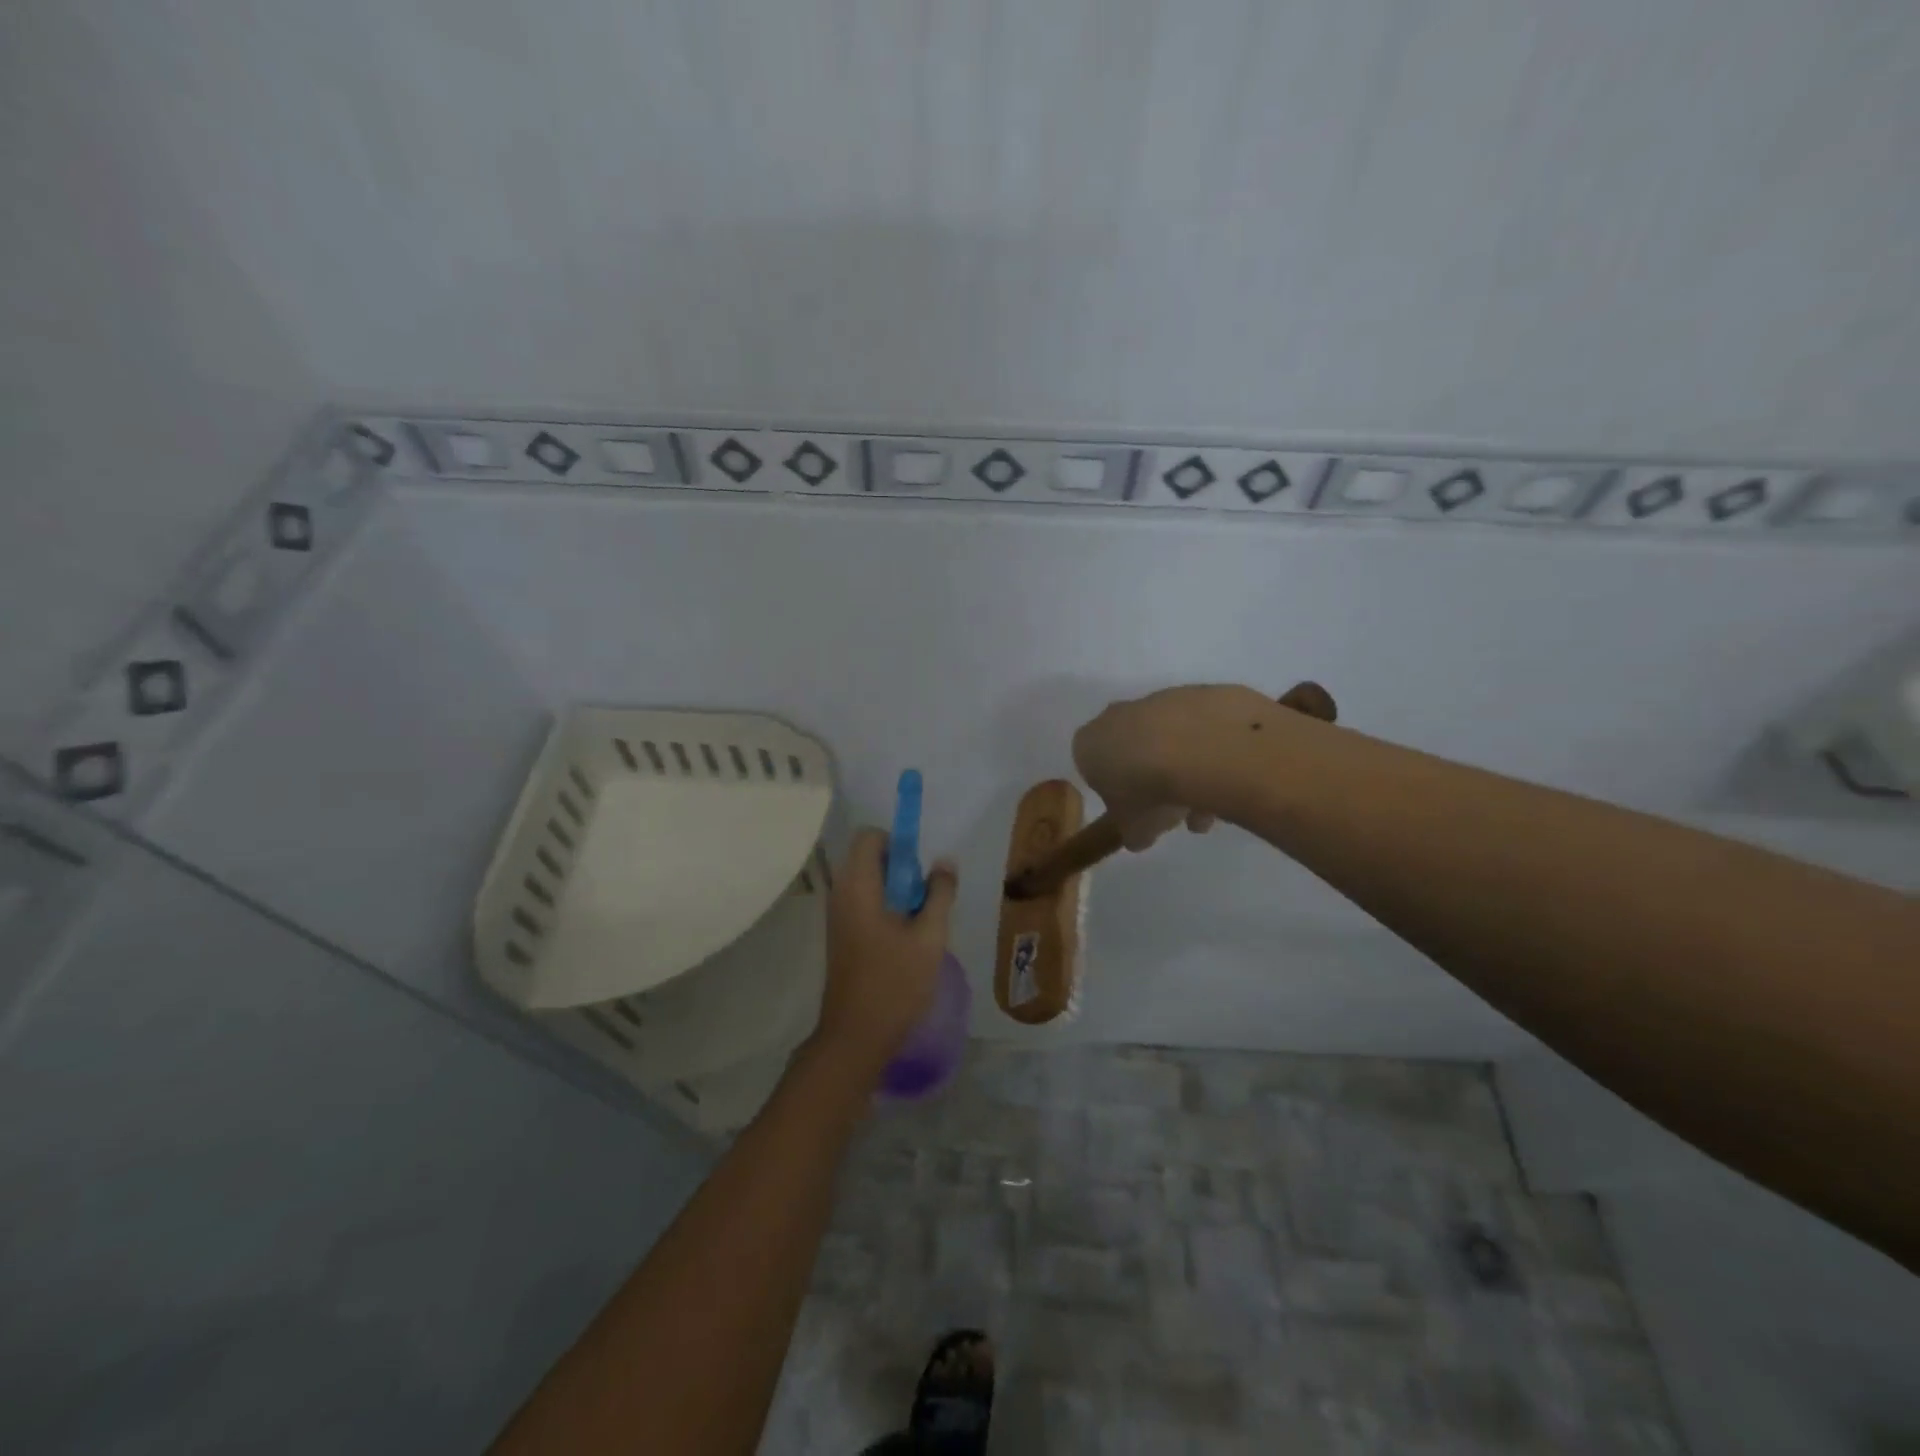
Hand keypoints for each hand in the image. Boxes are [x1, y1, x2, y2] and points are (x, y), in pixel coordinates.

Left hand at [813, 828, 958, 1076]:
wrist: (856, 1036)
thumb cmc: (895, 983)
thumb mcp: (929, 937)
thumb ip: (940, 894)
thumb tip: (944, 862)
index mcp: (858, 886)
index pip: (869, 837)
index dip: (897, 842)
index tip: (920, 870)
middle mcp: (841, 893)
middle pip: (869, 858)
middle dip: (901, 869)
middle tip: (926, 898)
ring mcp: (838, 916)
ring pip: (868, 882)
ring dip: (896, 891)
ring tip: (920, 920)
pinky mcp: (841, 935)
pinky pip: (863, 903)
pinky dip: (885, 908)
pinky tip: (906, 938)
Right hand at [1072, 683, 1284, 849]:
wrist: (1200, 747)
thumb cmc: (1149, 791)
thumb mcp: (1134, 828)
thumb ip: (1133, 831)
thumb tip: (1138, 836)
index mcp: (1089, 745)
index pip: (1093, 767)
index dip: (1115, 792)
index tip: (1135, 811)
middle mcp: (1117, 715)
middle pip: (1132, 749)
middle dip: (1151, 778)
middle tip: (1173, 809)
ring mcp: (1158, 700)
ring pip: (1169, 740)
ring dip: (1185, 771)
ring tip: (1209, 806)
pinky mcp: (1197, 693)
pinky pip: (1200, 729)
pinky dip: (1210, 753)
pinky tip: (1227, 779)